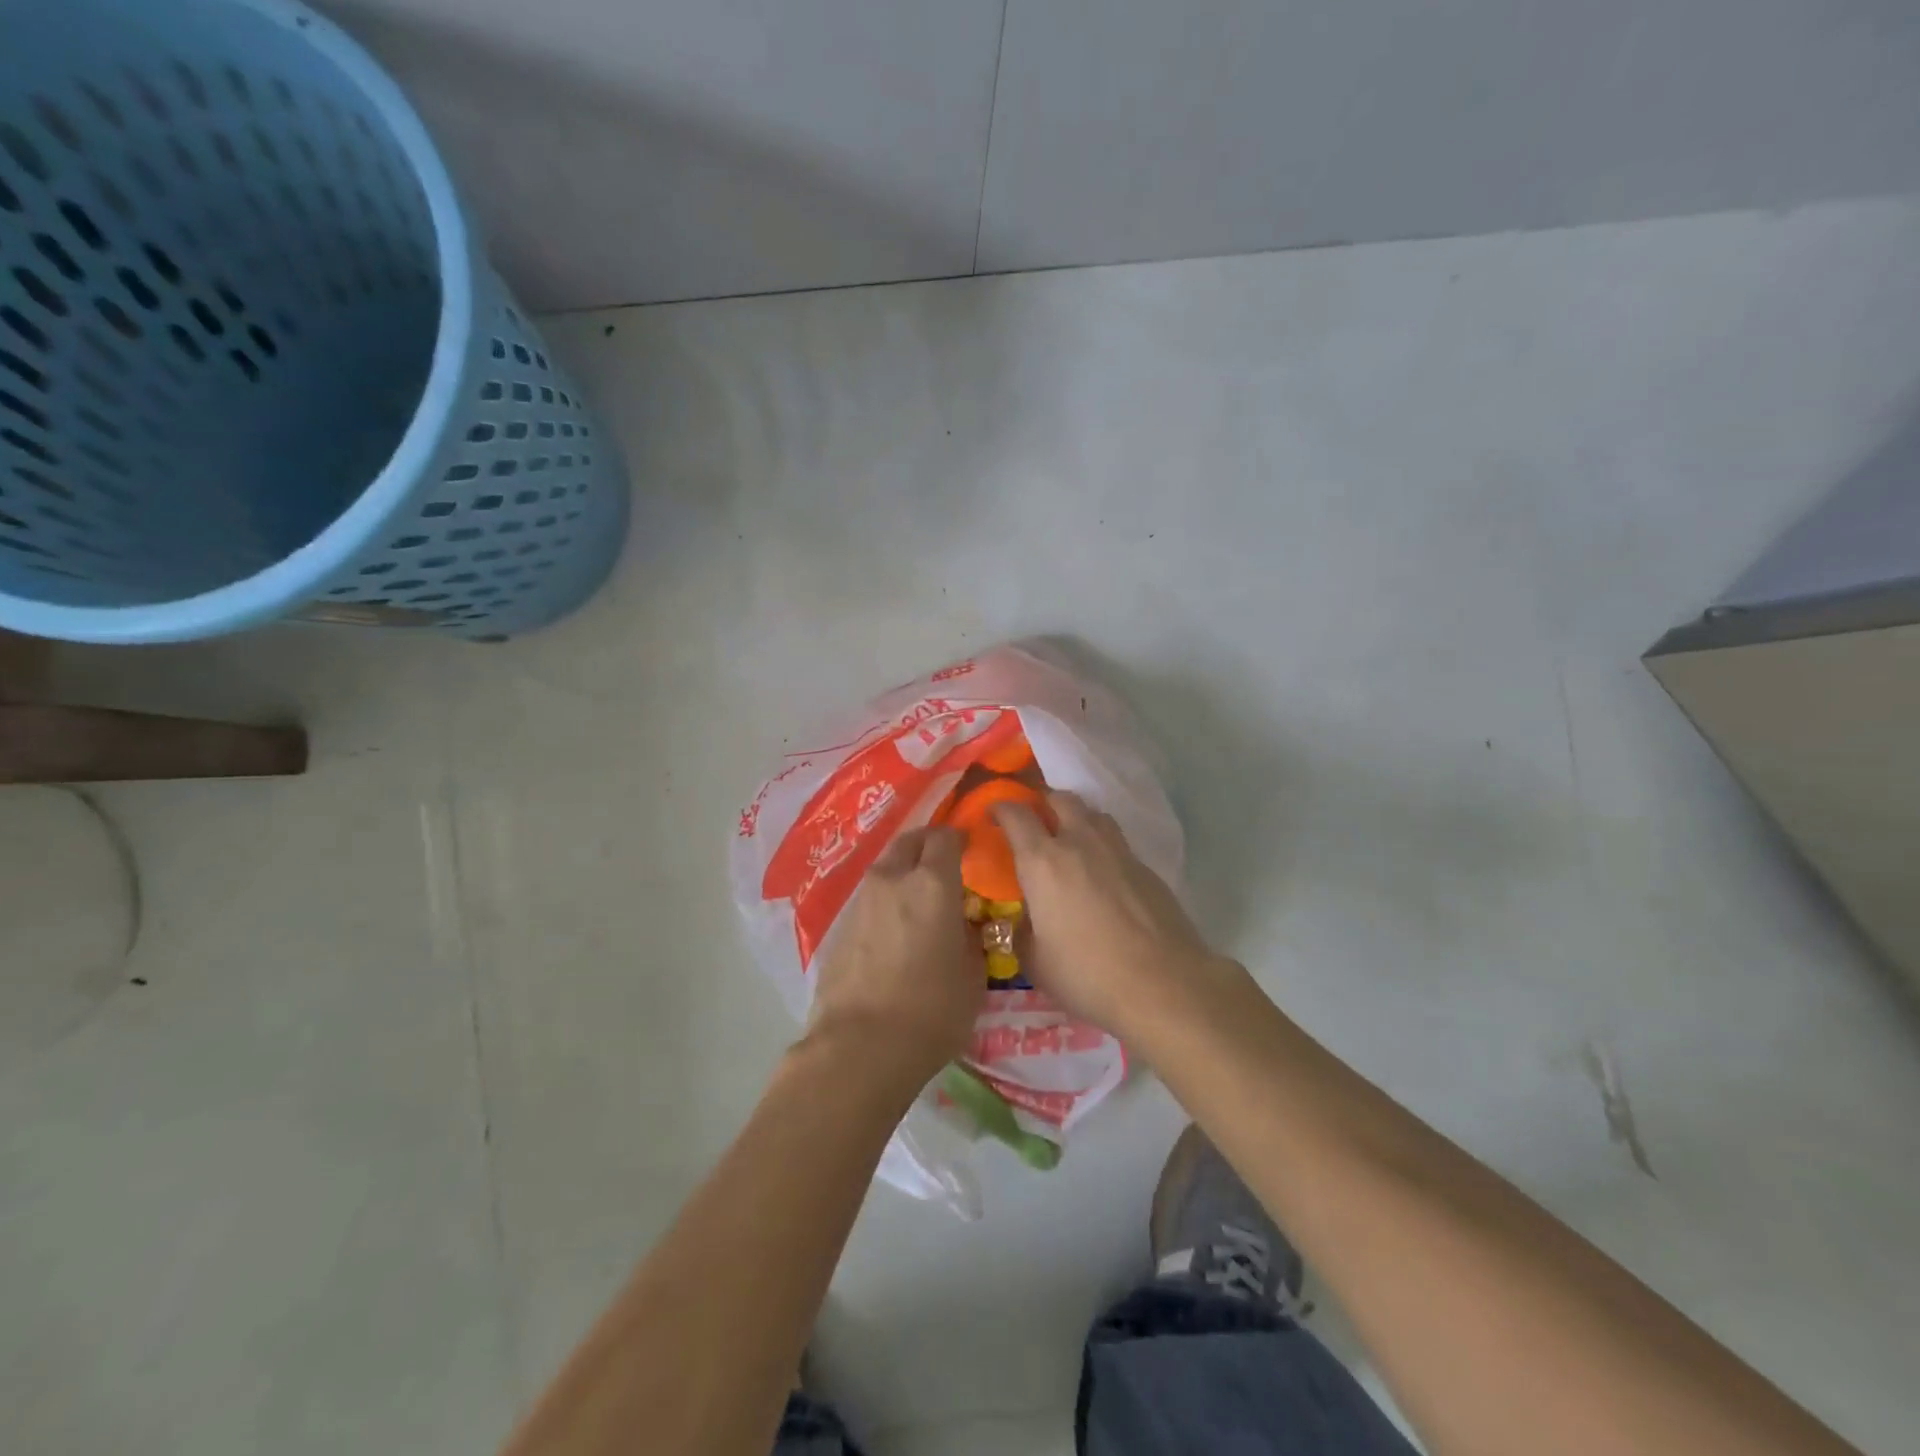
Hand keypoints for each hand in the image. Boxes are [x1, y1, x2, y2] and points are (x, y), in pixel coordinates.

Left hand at [808, 827, 984, 1091]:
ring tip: (919, 899)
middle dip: (928, 845)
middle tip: (944, 864)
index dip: (960, 839)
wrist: (859, 1047)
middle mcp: (892, 880)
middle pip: (909, 841)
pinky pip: (869, 899)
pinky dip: (885, 902)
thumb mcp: (973, 976)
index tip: (971, 850)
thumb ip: (972, 937)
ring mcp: (861, 901)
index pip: (946, 838)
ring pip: (886, 868)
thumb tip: (965, 924)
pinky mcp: (839, 926)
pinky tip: (894, 929)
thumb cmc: (931, 1011)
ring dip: (903, 873)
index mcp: (931, 884)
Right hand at [995, 792, 1228, 1036]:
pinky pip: (1117, 842)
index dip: (1001, 808)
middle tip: (1034, 822)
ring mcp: (1118, 851)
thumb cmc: (1088, 975)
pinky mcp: (1146, 868)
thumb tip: (1022, 922)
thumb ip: (1022, 934)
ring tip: (1070, 841)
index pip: (1016, 815)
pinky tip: (1103, 875)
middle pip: (1060, 799)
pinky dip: (1103, 847)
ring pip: (1093, 814)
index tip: (993, 813)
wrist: (1164, 985)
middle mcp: (1080, 843)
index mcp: (1043, 862)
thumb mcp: (1036, 963)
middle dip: (1043, 803)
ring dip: (1076, 818)